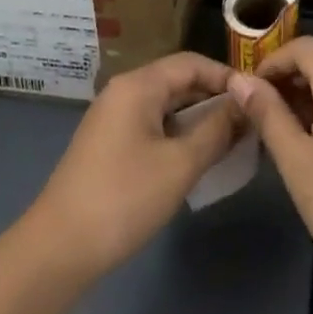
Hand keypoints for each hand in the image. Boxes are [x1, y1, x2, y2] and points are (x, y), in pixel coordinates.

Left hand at [24, 53, 243, 281]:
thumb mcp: (179, 165)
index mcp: (139, 85)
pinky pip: (151, 125)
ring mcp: (112, 118)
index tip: (255, 98)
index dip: (225, 76)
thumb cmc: (123, 199)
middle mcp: (124, 91)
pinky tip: (193, 159)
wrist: (57, 250)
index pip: (191, 63)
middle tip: (247, 121)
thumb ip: (216, 131)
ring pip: (165, 106)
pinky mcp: (107, 144)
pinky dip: (176, 134)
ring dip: (196, 119)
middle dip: (213, 98)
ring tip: (228, 140)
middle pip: (177, 81)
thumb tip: (244, 106)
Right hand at [229, 40, 312, 305]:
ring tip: (279, 130)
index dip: (272, 61)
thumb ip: (268, 114)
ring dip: (306, 95)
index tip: (249, 91)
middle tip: (258, 111)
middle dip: (287, 78)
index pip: (303, 47)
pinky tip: (311, 145)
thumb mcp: (296, 161)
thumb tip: (240, 80)